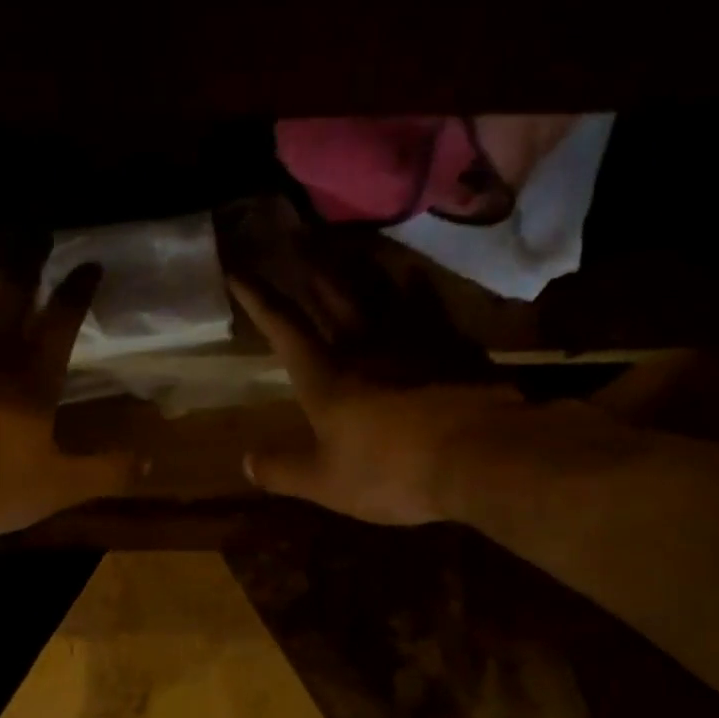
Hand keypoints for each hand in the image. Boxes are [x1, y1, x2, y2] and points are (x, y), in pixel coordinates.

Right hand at [231, 261, 632, 527]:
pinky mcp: (450, 344)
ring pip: (376, 288)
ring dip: (353, 263)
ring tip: (339, 239)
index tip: (238, 268)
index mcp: (327, 377)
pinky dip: (412, 284)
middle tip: (291, 233)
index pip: (284, 328)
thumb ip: (282, 470)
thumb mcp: (325, 484)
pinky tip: (408, 272)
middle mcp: (364, 345)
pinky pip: (426, 301)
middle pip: (331, 294)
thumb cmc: (392, 472)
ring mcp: (411, 339)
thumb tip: (244, 463)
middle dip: (306, 264)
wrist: (480, 457)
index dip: (259, 298)